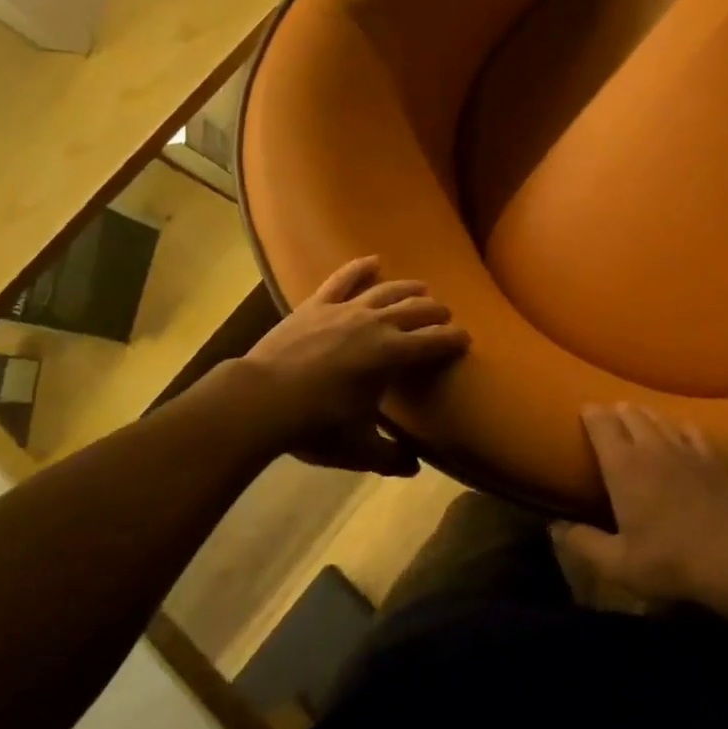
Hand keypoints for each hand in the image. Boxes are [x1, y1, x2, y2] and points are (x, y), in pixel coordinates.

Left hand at [242, 256, 468, 474]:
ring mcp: (346, 309)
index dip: (454, 340)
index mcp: (392, 354)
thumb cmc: (315, 425)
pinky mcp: (317, 304)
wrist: (261, 399)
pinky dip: (360, 267)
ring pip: (386, 290)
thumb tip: (413, 467)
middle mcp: (376, 324)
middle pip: (416, 310)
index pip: (435, 342)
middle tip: (446, 316)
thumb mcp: (358, 449)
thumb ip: (390, 457)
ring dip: (409, 288)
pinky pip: (343, 279)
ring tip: (422, 289)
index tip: (466, 340)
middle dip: (436, 312)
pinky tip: (373, 261)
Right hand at [557, 403, 727, 602]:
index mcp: (623, 466)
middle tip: (608, 415)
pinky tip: (676, 428)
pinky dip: (676, 424)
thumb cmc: (668, 561)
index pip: (601, 424)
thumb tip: (555, 526)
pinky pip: (689, 428)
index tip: (584, 410)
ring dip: (643, 413)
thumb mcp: (617, 564)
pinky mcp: (710, 457)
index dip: (591, 413)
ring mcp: (683, 448)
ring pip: (658, 417)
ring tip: (636, 414)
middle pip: (630, 413)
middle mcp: (650, 447)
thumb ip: (584, 543)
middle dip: (615, 411)